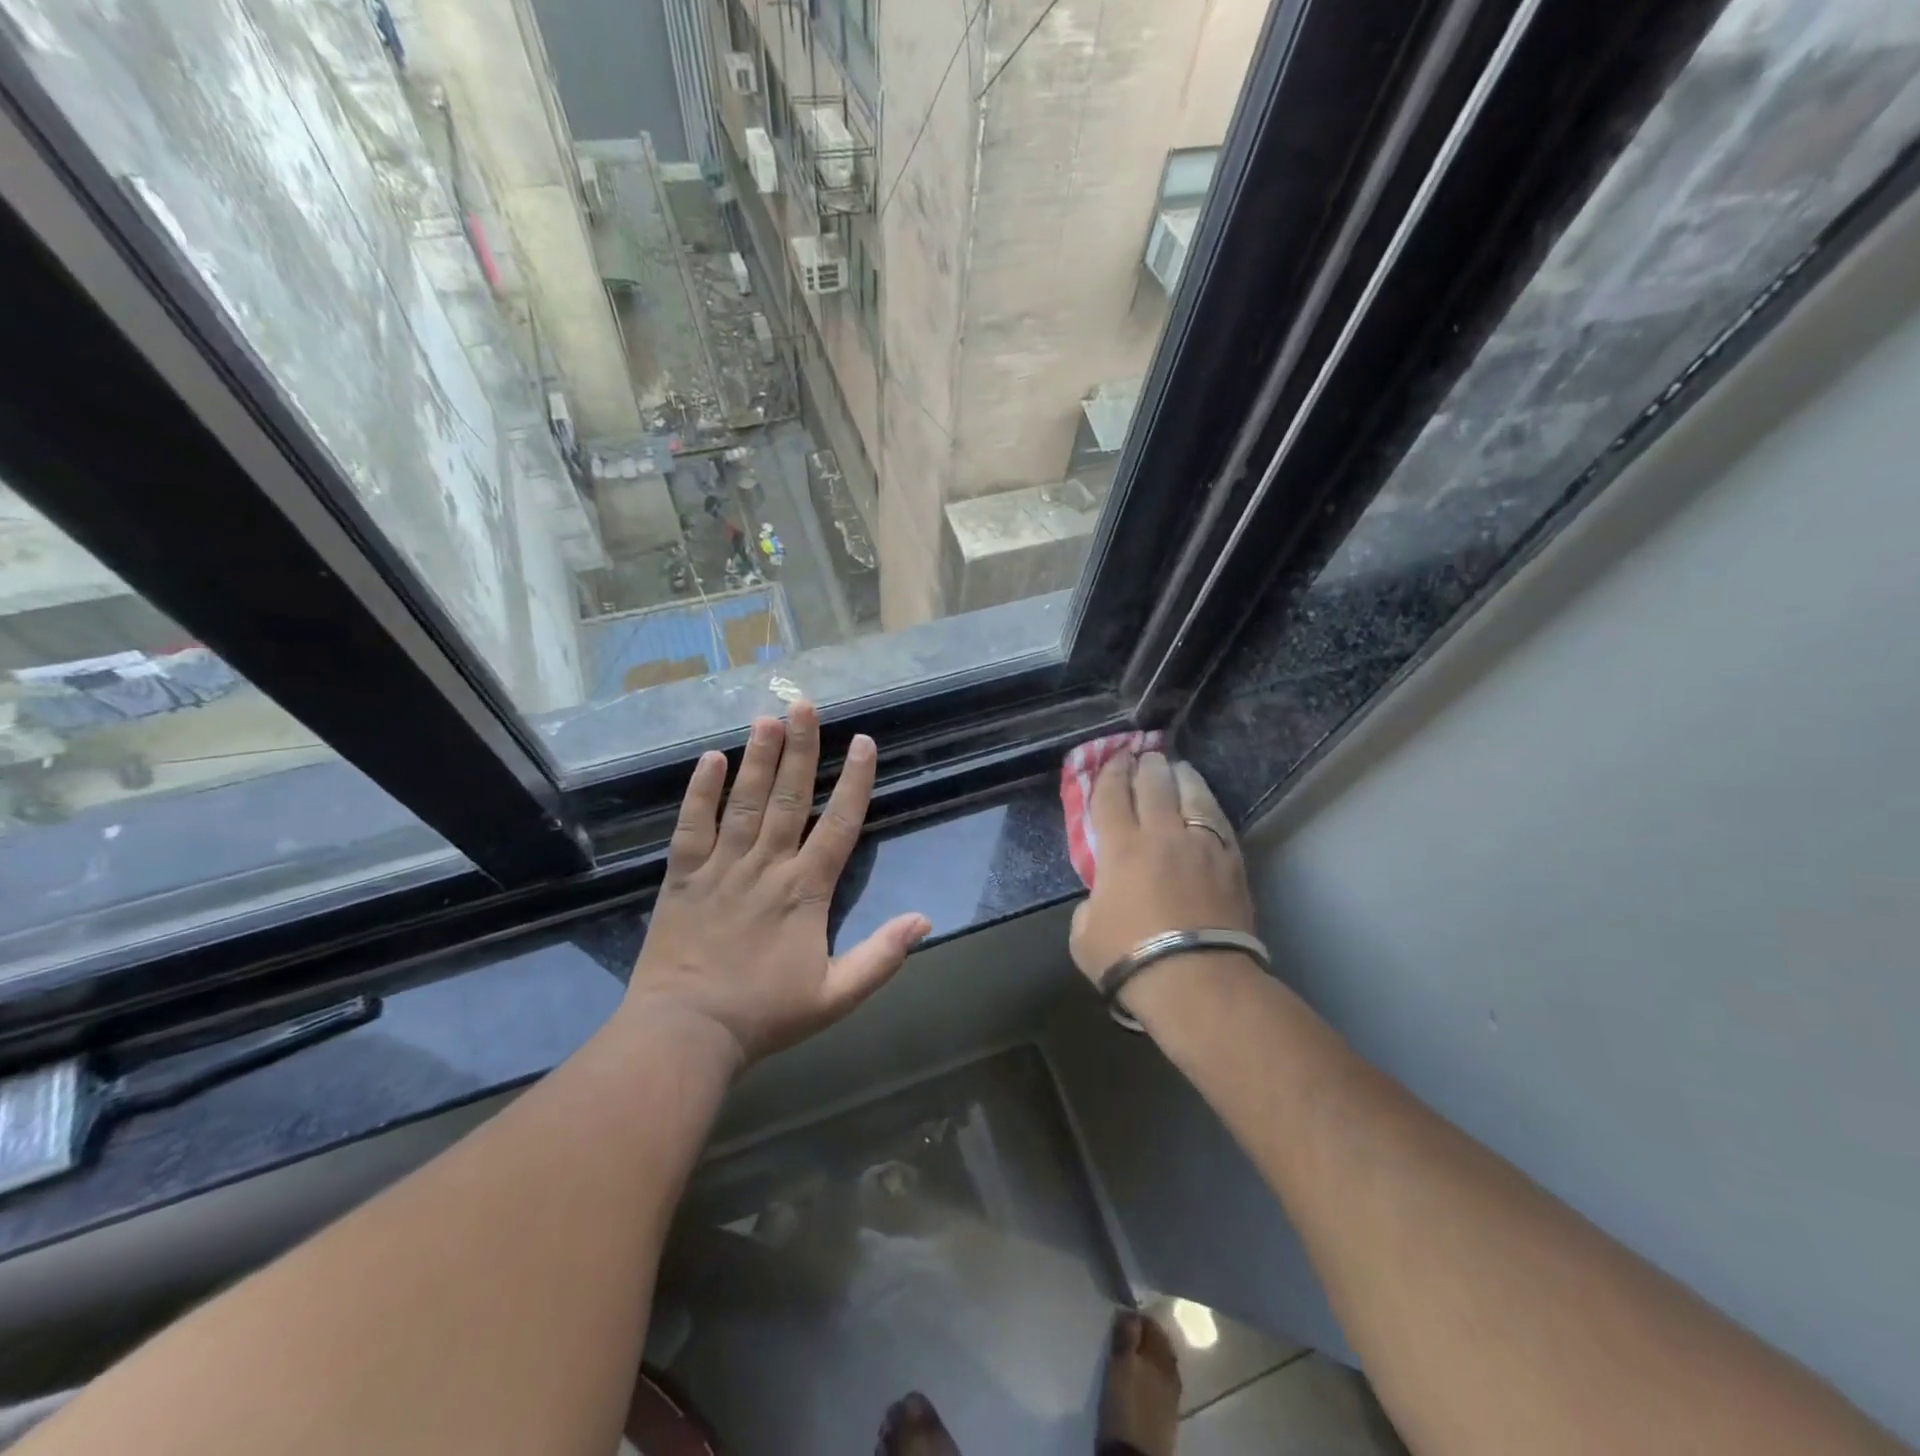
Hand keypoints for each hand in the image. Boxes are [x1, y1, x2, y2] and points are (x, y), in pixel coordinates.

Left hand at [626, 700, 930, 1065]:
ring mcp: (722, 867)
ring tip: (767, 717)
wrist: (686, 1034)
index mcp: (806, 890)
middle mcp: (767, 866)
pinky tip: (710, 759)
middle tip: (806, 704)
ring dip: (758, 758)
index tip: (864, 742)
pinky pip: (692, 826)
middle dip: (802, 749)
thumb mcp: (836, 996)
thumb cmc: (764, 1015)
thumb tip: (924, 920)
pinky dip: (700, 792)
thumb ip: (881, 957)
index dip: (855, 781)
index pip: (839, 824)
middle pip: (790, 797)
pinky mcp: (683, 876)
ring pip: (745, 802)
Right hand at [1069, 751, 1253, 984]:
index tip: (1111, 759)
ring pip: (1192, 793)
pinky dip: (1207, 805)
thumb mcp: (1083, 933)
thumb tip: (1105, 894)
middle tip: (1143, 755)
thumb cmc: (1129, 959)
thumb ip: (1091, 902)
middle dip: (1146, 764)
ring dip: (1180, 775)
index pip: (1110, 795)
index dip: (1108, 773)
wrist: (1196, 981)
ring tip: (1177, 768)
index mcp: (1120, 848)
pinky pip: (1218, 820)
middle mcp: (1161, 835)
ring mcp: (1201, 845)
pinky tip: (1204, 804)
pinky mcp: (1231, 861)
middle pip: (1153, 784)